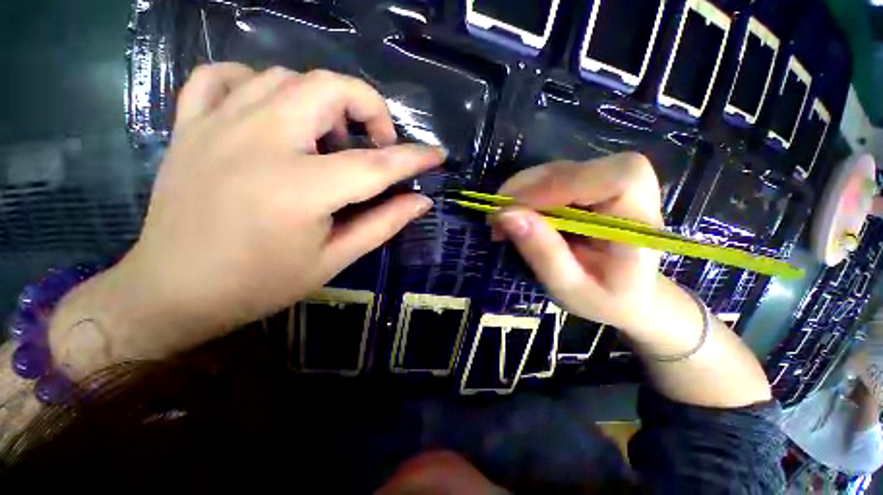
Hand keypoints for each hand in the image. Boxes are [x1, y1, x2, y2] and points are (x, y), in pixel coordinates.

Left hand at [50, 63, 444, 368]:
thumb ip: (383, 224)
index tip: (437, 155)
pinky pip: (224, 76)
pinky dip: (256, 82)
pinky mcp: (190, 126)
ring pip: (285, 76)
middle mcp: (260, 143)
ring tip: (329, 137)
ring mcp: (217, 126)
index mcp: (301, 189)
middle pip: (329, 89)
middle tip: (376, 143)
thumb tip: (420, 202)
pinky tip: (271, 111)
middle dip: (369, 109)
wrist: (175, 291)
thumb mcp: (334, 259)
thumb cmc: (262, 283)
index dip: (414, 158)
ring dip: (322, 100)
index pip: (377, 164)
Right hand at [492, 153, 665, 336]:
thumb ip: (542, 253)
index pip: (618, 179)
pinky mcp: (589, 185)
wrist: (627, 294)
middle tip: (496, 216)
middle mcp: (632, 194)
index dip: (562, 185)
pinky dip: (526, 193)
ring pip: (559, 170)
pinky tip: (514, 214)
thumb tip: (506, 214)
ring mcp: (608, 185)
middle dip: (528, 189)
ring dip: (521, 191)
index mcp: (640, 225)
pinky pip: (552, 178)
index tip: (516, 210)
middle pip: (578, 169)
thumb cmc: (603, 299)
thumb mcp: (569, 288)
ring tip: (501, 219)